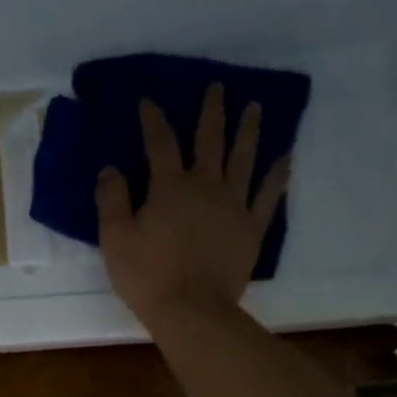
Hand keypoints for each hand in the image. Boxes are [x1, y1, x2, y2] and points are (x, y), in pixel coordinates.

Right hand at [96, 82, 289, 327]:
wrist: (192, 310)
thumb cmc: (147, 275)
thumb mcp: (115, 238)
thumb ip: (112, 200)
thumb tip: (110, 168)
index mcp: (169, 187)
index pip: (160, 143)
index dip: (153, 120)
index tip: (149, 101)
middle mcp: (206, 186)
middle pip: (210, 140)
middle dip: (212, 111)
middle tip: (218, 87)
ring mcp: (234, 205)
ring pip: (244, 158)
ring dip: (249, 130)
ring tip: (255, 107)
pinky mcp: (252, 228)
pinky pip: (269, 194)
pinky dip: (278, 174)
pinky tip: (286, 157)